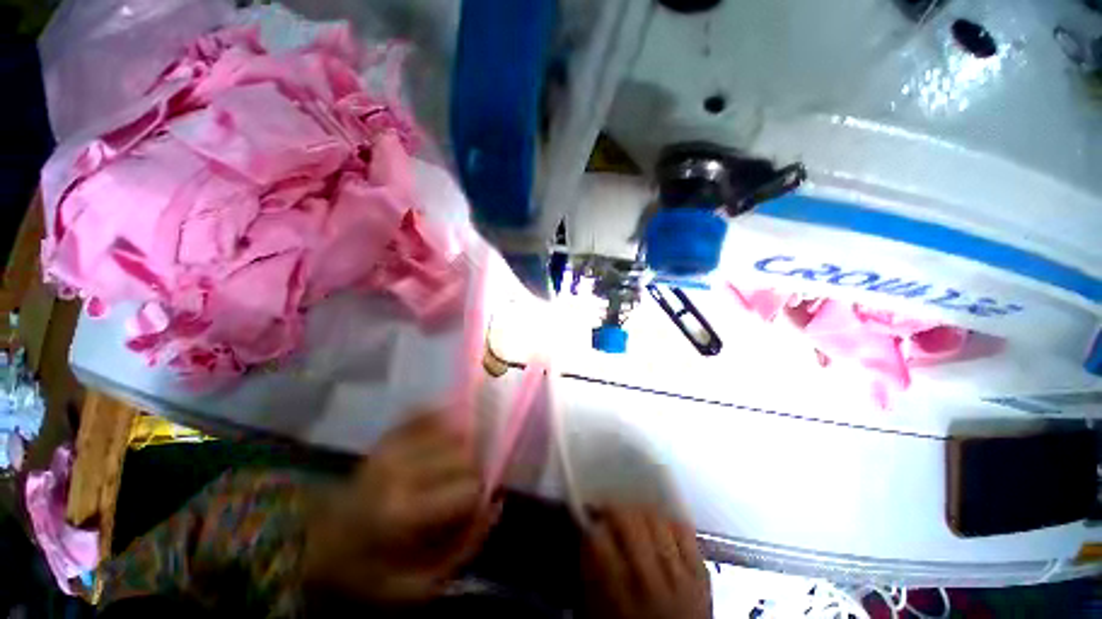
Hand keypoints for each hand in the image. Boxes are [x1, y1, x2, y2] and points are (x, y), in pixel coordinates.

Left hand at [303, 413, 497, 605]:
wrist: (317, 545)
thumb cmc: (369, 570)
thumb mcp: (418, 584)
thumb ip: (464, 547)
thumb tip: (495, 504)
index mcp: (404, 513)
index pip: (469, 488)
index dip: (479, 495)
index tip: (474, 504)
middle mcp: (399, 472)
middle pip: (464, 454)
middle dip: (474, 469)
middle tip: (467, 483)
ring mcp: (391, 448)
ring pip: (452, 431)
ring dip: (463, 445)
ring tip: (456, 461)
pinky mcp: (386, 437)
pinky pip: (426, 413)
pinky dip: (443, 418)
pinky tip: (447, 431)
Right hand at [581, 506, 711, 618]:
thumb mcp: (599, 612)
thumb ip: (590, 574)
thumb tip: (585, 533)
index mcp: (618, 596)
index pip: (598, 540)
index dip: (591, 522)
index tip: (588, 517)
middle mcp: (649, 582)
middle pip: (630, 522)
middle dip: (614, 509)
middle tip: (608, 511)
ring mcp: (679, 576)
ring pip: (657, 521)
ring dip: (640, 512)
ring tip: (634, 516)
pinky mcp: (701, 574)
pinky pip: (685, 532)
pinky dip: (669, 522)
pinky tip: (660, 526)